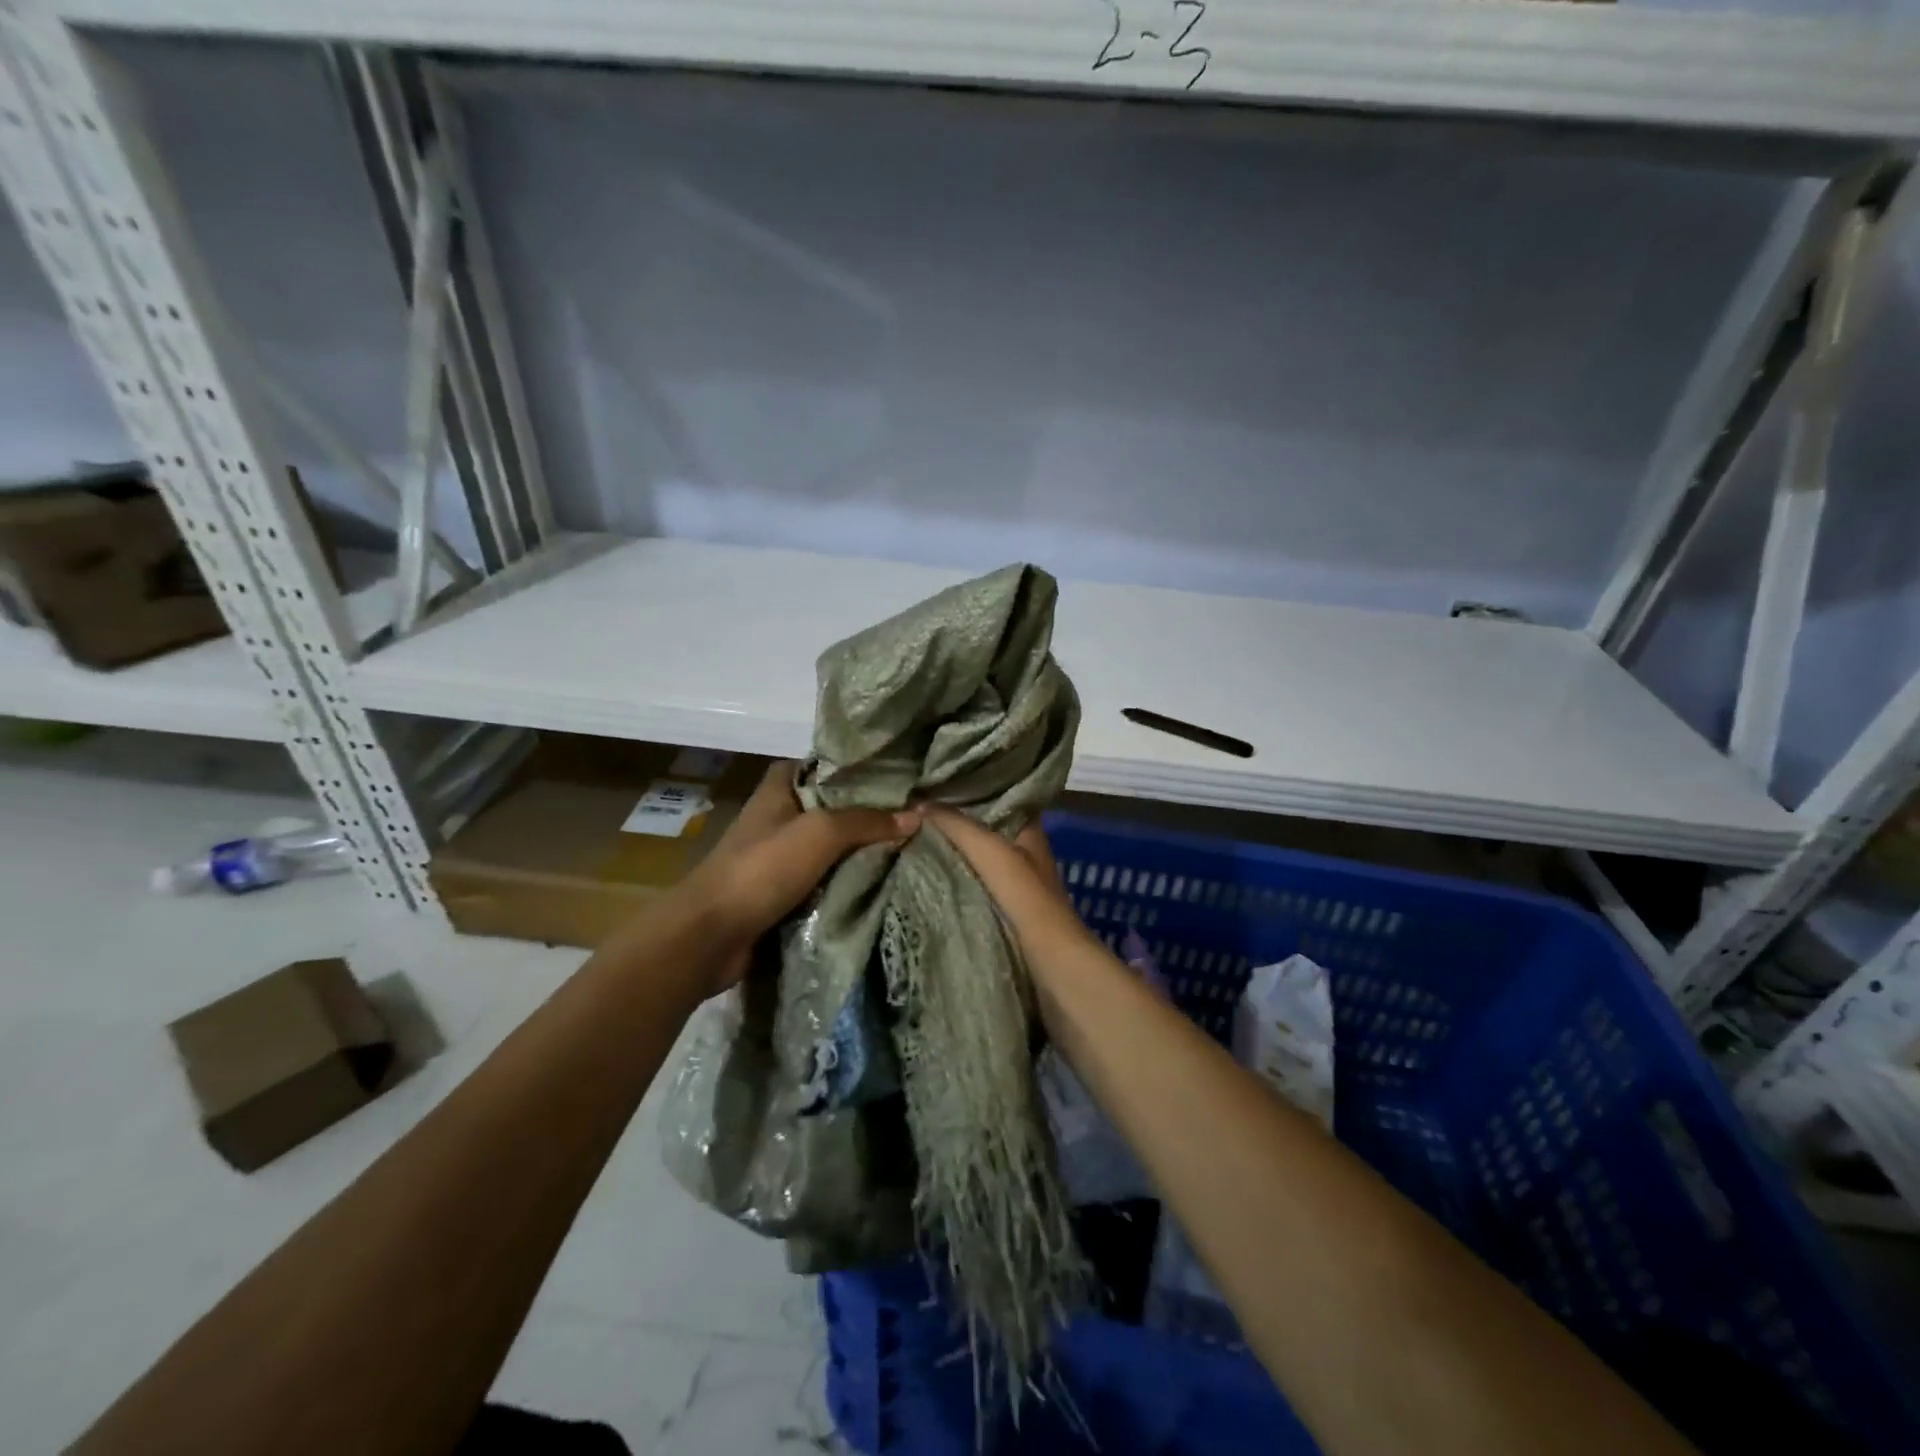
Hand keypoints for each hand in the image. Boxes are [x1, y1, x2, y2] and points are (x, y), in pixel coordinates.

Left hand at [682, 761, 918, 993]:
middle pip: (832, 807)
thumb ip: (867, 821)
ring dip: (860, 853)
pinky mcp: (780, 892)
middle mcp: (778, 816)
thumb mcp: (820, 833)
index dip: (857, 768)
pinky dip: (846, 883)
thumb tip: (916, 817)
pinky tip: (882, 884)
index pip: (824, 765)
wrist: (710, 935)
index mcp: (779, 788)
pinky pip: (823, 881)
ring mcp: (777, 857)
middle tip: (914, 816)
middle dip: (868, 814)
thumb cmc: (762, 869)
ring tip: (909, 850)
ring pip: (830, 848)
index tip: (898, 776)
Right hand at [921, 805, 1092, 962]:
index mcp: (1029, 830)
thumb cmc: (1027, 900)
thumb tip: (919, 803)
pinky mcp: (1004, 912)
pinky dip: (952, 877)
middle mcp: (1024, 852)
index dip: (969, 788)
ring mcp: (1014, 884)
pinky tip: (924, 873)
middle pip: (983, 828)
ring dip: (949, 850)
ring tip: (909, 835)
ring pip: (976, 857)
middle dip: (952, 820)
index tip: (933, 782)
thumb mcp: (991, 852)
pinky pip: (971, 884)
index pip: (998, 796)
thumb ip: (957, 826)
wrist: (1052, 965)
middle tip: (912, 808)